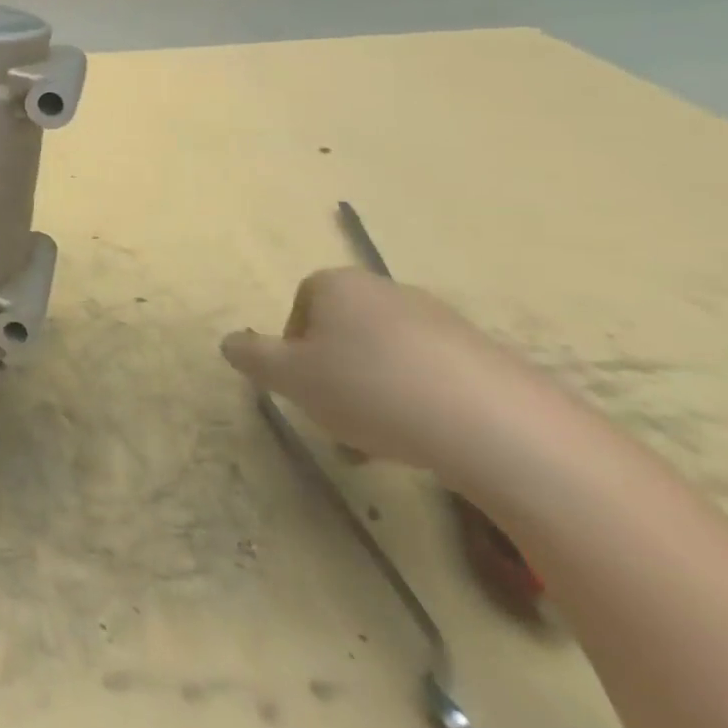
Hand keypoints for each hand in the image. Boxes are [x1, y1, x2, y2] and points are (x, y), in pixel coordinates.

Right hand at [222, 267, 551, 475]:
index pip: (301, 308)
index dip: (295, 351)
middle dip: (337, 375)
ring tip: (386, 443)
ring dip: (378, 393)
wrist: (498, 427)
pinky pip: (435, 376)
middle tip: (340, 420)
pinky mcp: (486, 356)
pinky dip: (423, 403)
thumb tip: (229, 342)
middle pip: (345, 332)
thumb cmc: (372, 389)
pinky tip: (430, 441)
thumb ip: (253, 357)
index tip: (305, 390)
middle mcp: (386, 290)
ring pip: (389, 356)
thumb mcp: (291, 378)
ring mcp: (441, 320)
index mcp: (336, 284)